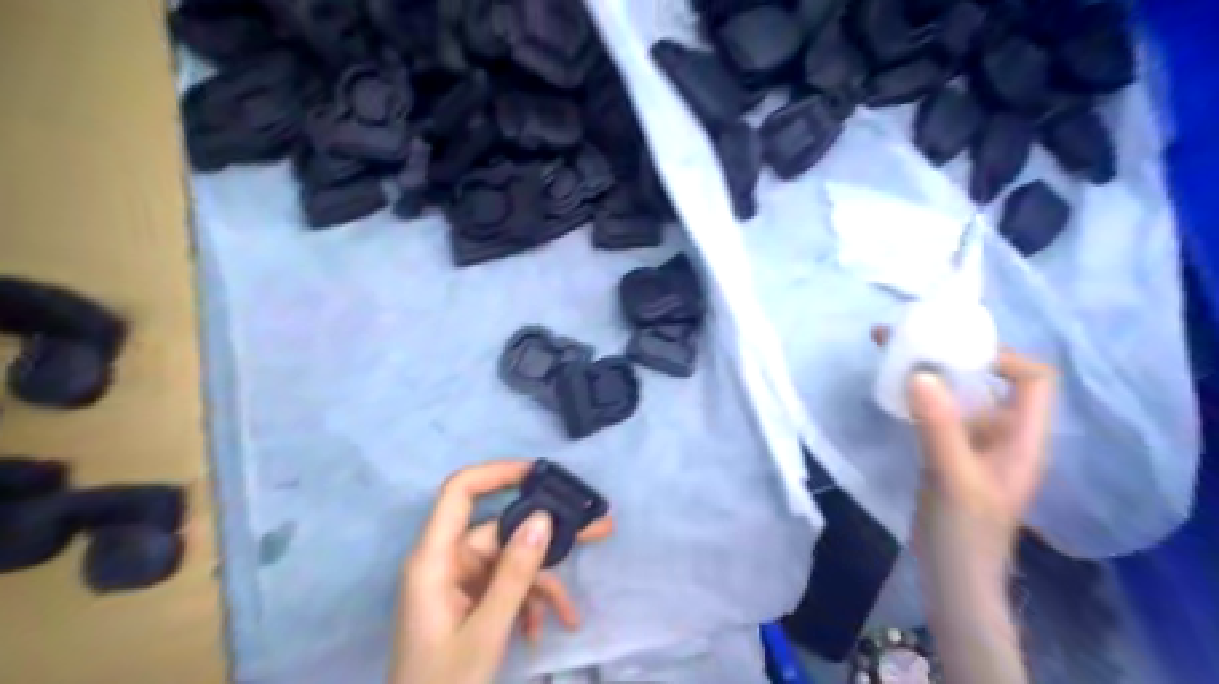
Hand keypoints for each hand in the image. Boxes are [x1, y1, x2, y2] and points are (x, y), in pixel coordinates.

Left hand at [389, 460, 614, 682]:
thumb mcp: (486, 632)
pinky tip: (542, 631)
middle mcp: (445, 562)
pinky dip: (527, 604)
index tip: (541, 474)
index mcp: (433, 560)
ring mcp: (458, 583)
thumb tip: (543, 518)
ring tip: (571, 613)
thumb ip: (515, 573)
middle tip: (597, 529)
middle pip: (499, 529)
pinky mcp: (468, 602)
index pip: (460, 491)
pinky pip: (505, 587)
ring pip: (509, 562)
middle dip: (545, 536)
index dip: (498, 473)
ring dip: (540, 585)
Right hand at [881, 325, 1053, 587]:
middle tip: (905, 336)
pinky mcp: (947, 449)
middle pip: (989, 379)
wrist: (949, 573)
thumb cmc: (964, 530)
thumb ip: (939, 426)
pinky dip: (916, 392)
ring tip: (888, 351)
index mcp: (1022, 436)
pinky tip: (890, 387)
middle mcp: (1002, 432)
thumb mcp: (953, 476)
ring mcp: (973, 441)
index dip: (1003, 358)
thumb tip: (920, 373)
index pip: (1034, 380)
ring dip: (927, 370)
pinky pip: (936, 409)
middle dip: (950, 354)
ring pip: (957, 393)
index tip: (954, 351)